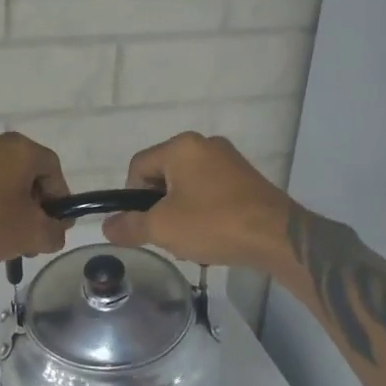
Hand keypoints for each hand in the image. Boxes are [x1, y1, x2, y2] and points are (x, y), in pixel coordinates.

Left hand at [0, 132, 69, 264]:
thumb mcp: (32, 233)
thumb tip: (54, 232)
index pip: (53, 170)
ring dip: (11, 210)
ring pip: (2, 183)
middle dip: (34, 208)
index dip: (60, 200)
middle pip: (27, 175)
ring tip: (7, 242)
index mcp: (22, 149)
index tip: (56, 227)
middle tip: (32, 238)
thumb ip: (54, 234)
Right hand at [102, 132, 290, 269]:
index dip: (131, 197)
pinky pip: (211, 192)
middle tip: (166, 235)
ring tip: (191, 241)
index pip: (138, 166)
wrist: (277, 237)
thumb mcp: (162, 228)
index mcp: (181, 146)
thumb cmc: (213, 224)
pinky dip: (204, 213)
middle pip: (163, 176)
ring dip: (181, 213)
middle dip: (158, 208)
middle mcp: (205, 144)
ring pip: (187, 187)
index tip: (142, 224)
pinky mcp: (246, 179)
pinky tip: (212, 237)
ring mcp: (229, 161)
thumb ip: (129, 226)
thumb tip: (107, 227)